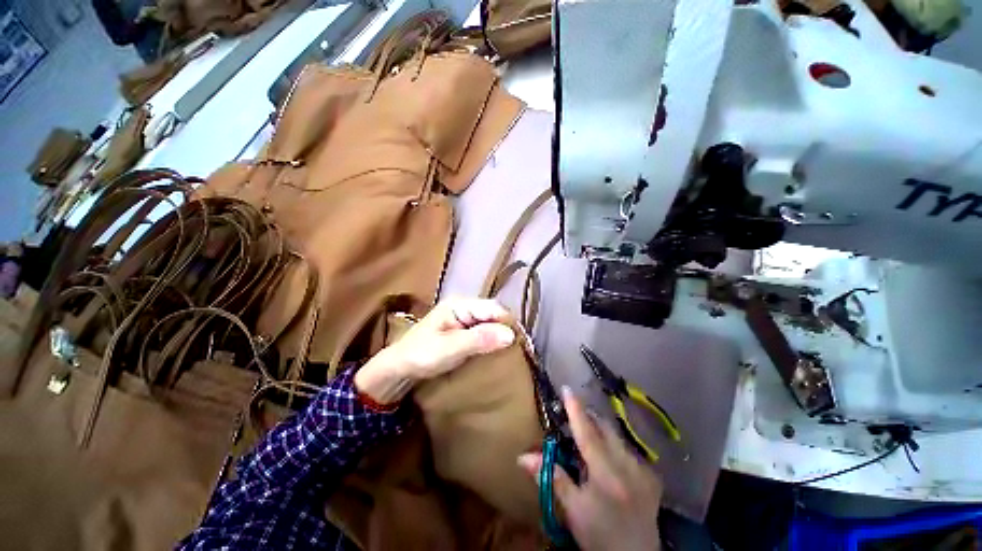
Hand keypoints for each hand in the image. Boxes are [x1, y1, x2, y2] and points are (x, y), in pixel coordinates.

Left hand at [354, 298, 515, 404]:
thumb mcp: (450, 348)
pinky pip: (483, 330)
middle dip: (506, 328)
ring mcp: (463, 318)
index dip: (508, 321)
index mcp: (459, 305)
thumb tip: (511, 334)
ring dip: (500, 334)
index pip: (492, 307)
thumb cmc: (421, 355)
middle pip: (493, 313)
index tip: (522, 340)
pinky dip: (492, 339)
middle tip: (519, 348)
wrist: (399, 368)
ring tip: (513, 350)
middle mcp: (463, 307)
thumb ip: (479, 340)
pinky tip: (497, 349)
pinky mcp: (462, 330)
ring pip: (490, 322)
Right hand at [518, 388, 662, 550]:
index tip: (567, 388)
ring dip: (601, 432)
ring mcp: (644, 471)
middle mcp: (629, 467)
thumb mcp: (572, 509)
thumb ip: (551, 477)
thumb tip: (523, 456)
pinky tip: (609, 458)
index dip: (576, 410)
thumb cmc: (599, 534)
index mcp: (606, 475)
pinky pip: (629, 450)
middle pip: (605, 429)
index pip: (587, 434)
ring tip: (589, 439)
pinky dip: (614, 446)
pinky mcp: (652, 477)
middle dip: (589, 417)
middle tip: (573, 416)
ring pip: (618, 437)